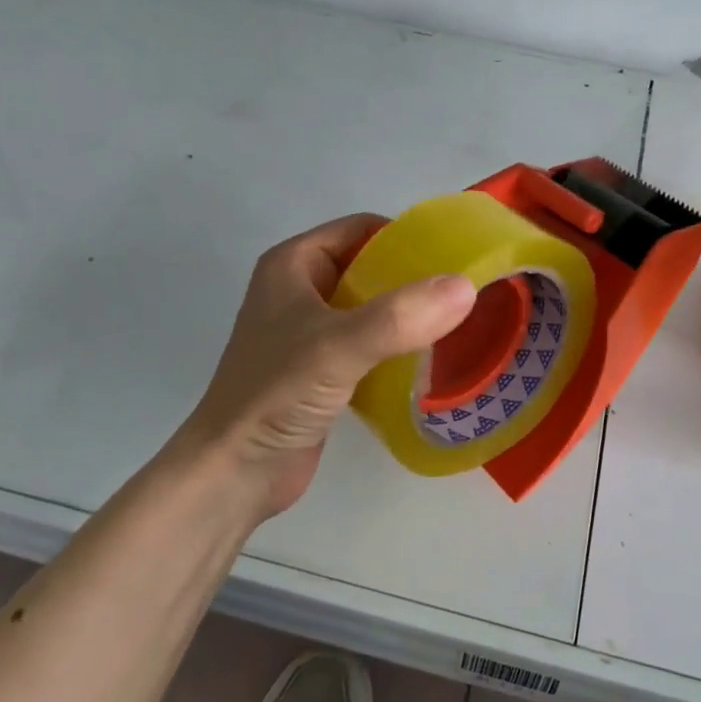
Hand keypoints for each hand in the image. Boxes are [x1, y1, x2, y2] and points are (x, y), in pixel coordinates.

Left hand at [177, 214, 475, 520]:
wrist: (233, 472)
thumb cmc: (275, 394)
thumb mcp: (338, 346)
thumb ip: (400, 316)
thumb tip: (466, 286)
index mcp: (293, 264)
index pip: (361, 228)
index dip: (406, 236)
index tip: (455, 255)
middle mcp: (301, 290)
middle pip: (370, 267)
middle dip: (415, 278)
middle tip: (466, 292)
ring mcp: (311, 333)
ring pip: (372, 308)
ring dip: (410, 315)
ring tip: (461, 323)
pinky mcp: (323, 371)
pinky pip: (371, 344)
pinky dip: (399, 347)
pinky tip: (434, 359)